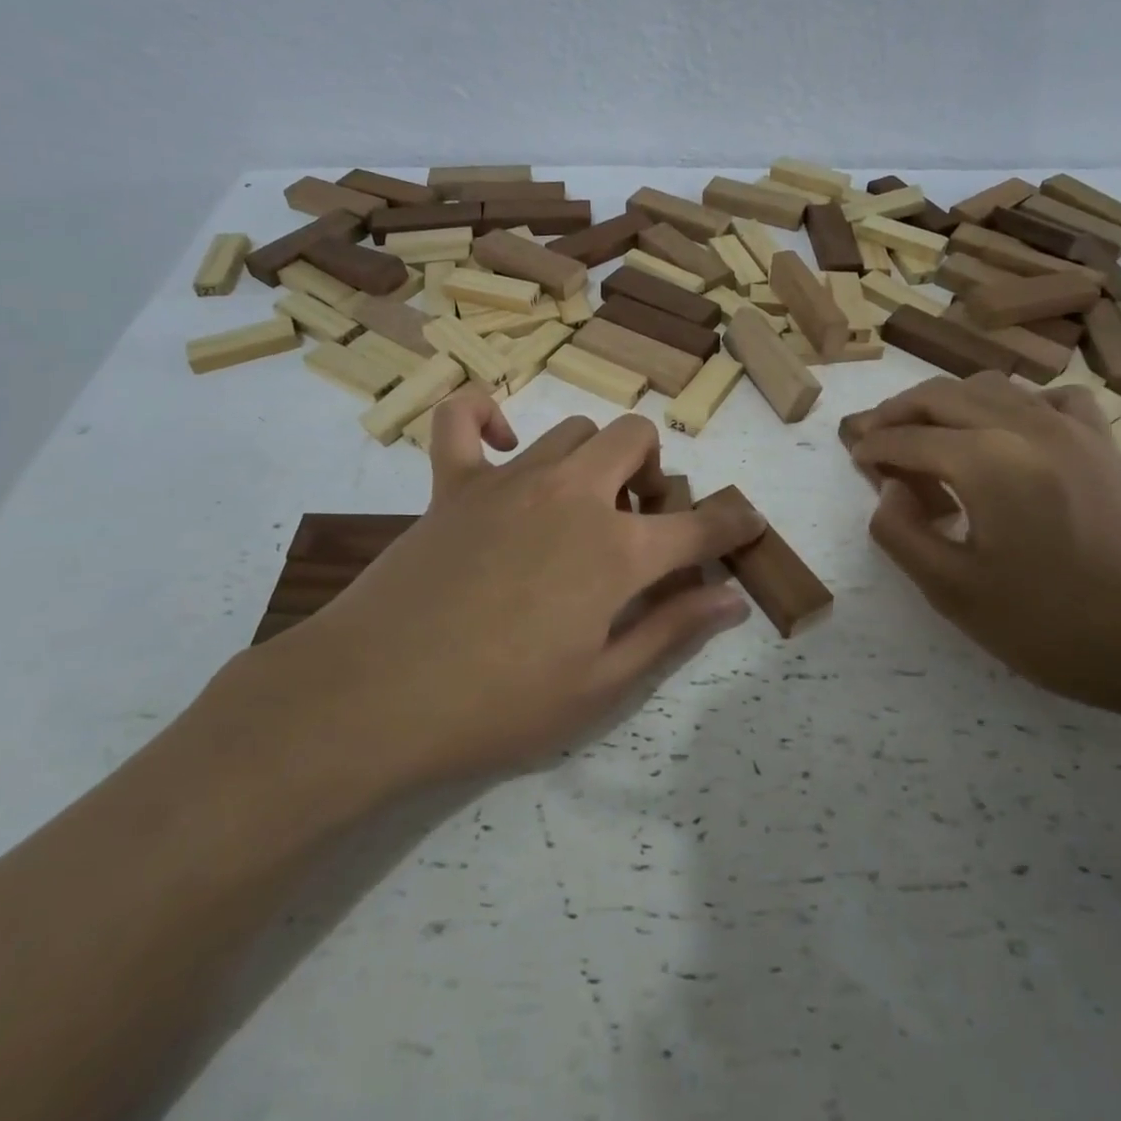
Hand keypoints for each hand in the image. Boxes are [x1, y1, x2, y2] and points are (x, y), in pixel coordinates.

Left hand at [212, 389, 762, 810]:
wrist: (374, 697)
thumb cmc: (496, 706)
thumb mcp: (599, 687)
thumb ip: (671, 631)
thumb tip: (732, 600)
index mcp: (616, 551)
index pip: (699, 525)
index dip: (733, 523)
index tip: (746, 523)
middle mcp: (572, 496)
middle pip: (636, 440)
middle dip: (653, 472)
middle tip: (636, 525)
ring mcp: (509, 480)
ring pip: (574, 431)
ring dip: (594, 459)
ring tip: (579, 506)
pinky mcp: (452, 483)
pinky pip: (463, 417)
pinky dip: (484, 413)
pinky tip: (500, 442)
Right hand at [840, 375, 1120, 727]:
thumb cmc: (1059, 627)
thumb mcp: (957, 595)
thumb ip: (903, 536)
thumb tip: (888, 493)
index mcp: (987, 462)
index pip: (908, 439)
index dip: (872, 447)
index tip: (852, 459)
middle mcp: (1025, 426)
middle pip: (941, 395)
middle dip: (896, 412)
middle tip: (870, 436)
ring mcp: (1072, 428)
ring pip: (990, 386)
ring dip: (946, 402)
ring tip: (925, 434)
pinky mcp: (1104, 444)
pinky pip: (1048, 398)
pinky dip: (1012, 403)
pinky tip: (1007, 432)